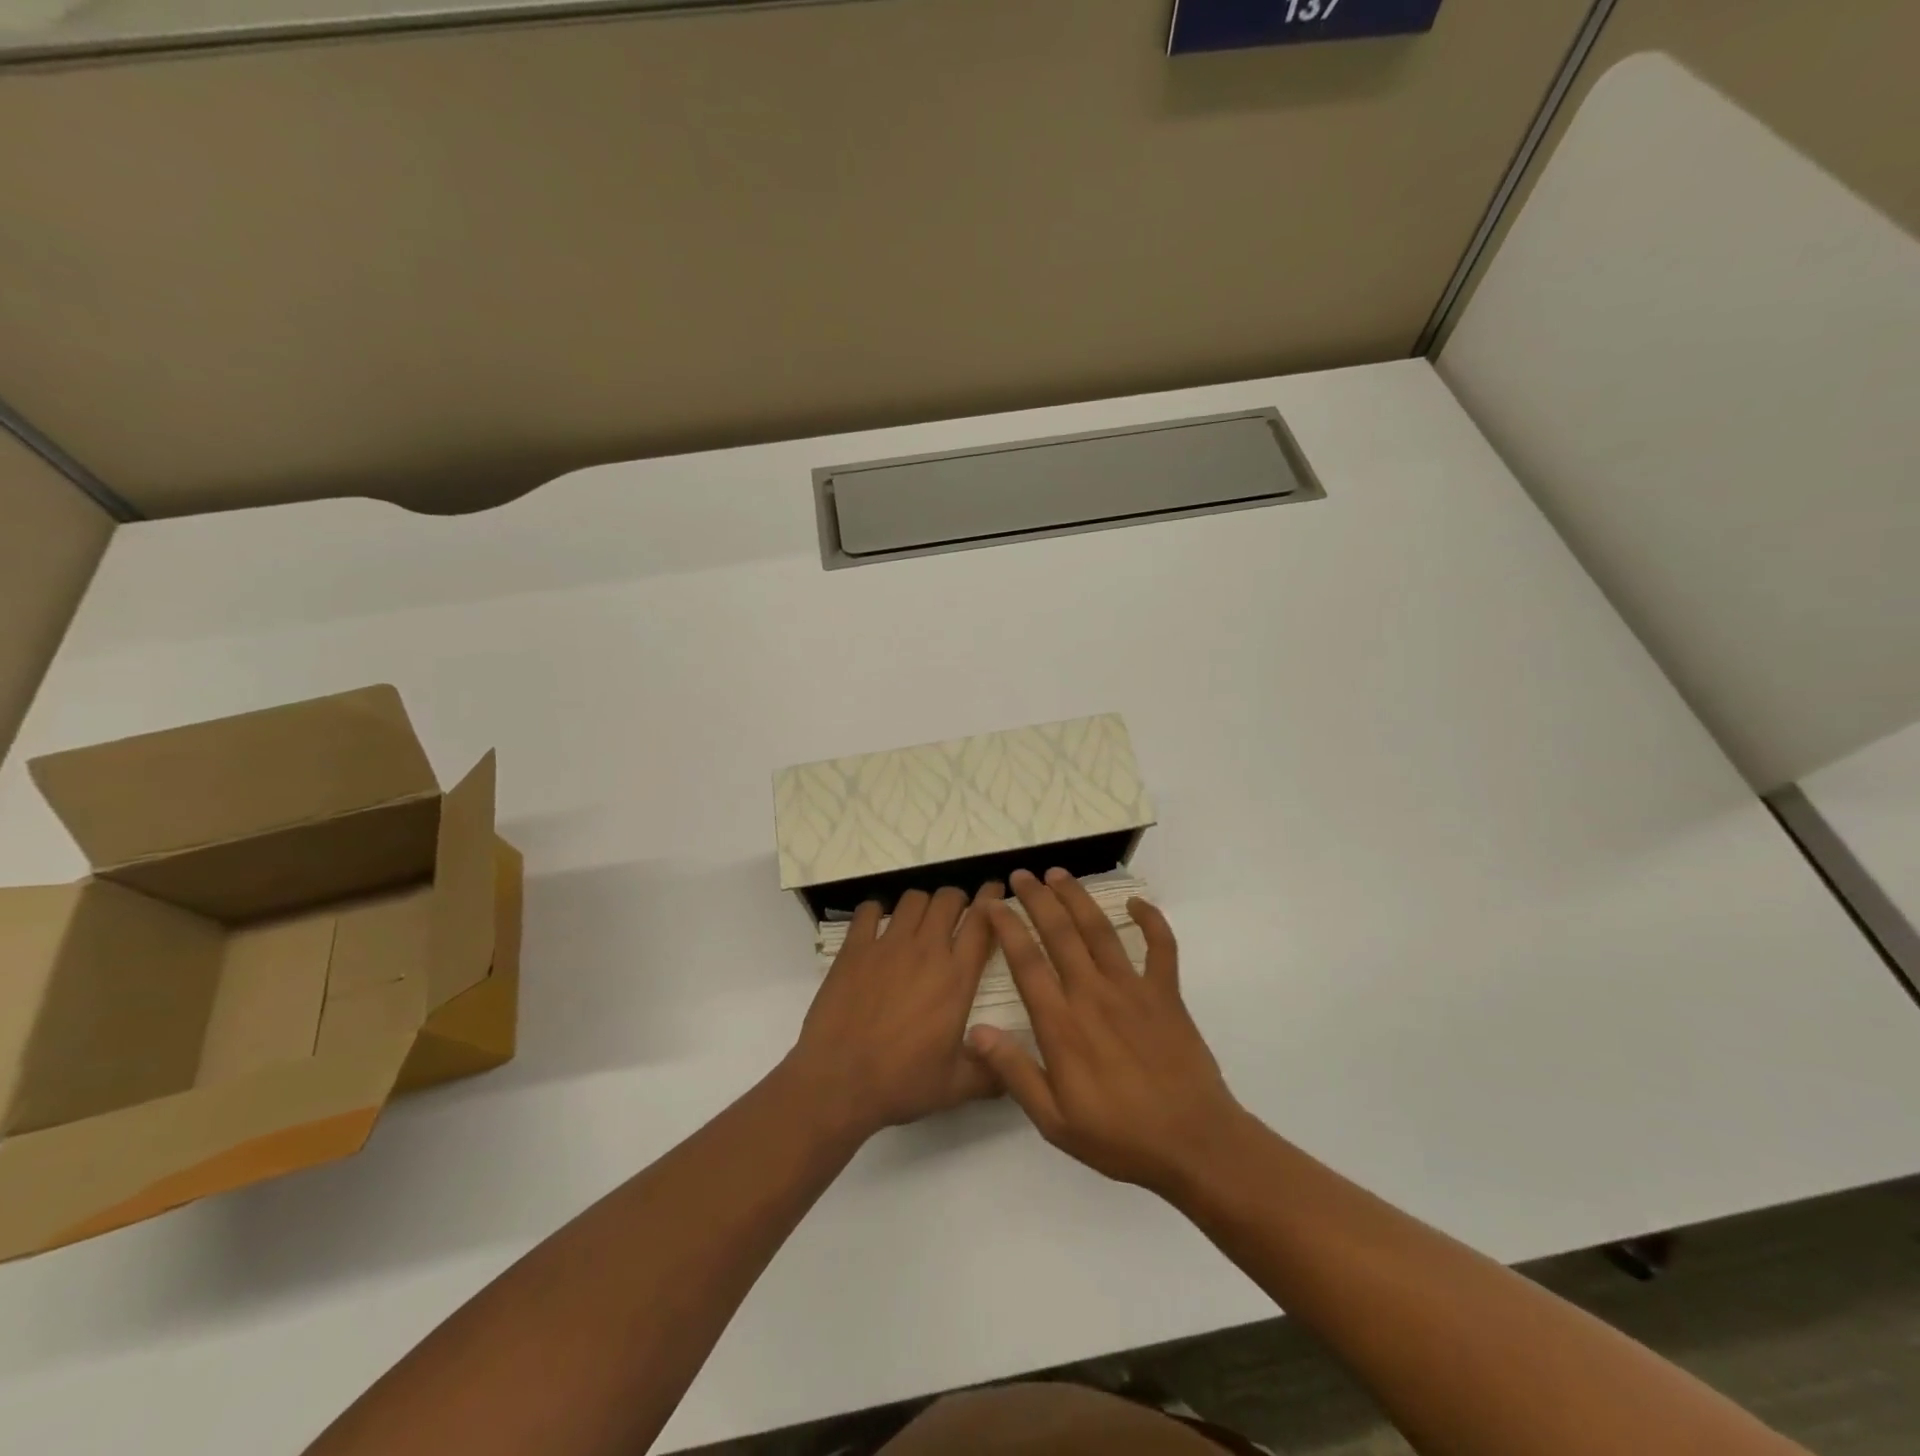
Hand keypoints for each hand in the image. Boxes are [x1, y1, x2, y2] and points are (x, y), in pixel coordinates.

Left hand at [785, 884, 1003, 1140]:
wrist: (838, 1081)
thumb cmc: (901, 1083)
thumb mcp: (956, 1087)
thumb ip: (992, 1074)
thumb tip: (1016, 1070)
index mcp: (957, 977)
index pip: (982, 921)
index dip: (993, 900)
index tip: (996, 890)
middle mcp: (926, 950)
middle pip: (948, 899)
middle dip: (957, 900)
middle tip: (957, 914)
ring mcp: (887, 945)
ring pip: (913, 899)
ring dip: (922, 904)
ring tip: (920, 920)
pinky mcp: (854, 948)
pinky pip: (869, 911)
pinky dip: (876, 912)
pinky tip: (877, 926)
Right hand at [967, 868, 1246, 1194]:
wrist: (1193, 1144)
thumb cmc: (1119, 1136)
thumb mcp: (1054, 1120)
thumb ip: (1013, 1072)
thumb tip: (975, 1032)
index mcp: (1062, 1024)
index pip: (1026, 962)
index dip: (1006, 928)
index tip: (992, 905)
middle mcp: (1093, 994)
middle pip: (1060, 933)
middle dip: (1037, 898)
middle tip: (1021, 874)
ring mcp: (1133, 989)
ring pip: (1100, 930)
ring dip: (1077, 898)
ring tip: (1059, 874)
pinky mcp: (1166, 994)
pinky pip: (1161, 946)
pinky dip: (1151, 920)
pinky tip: (1137, 903)